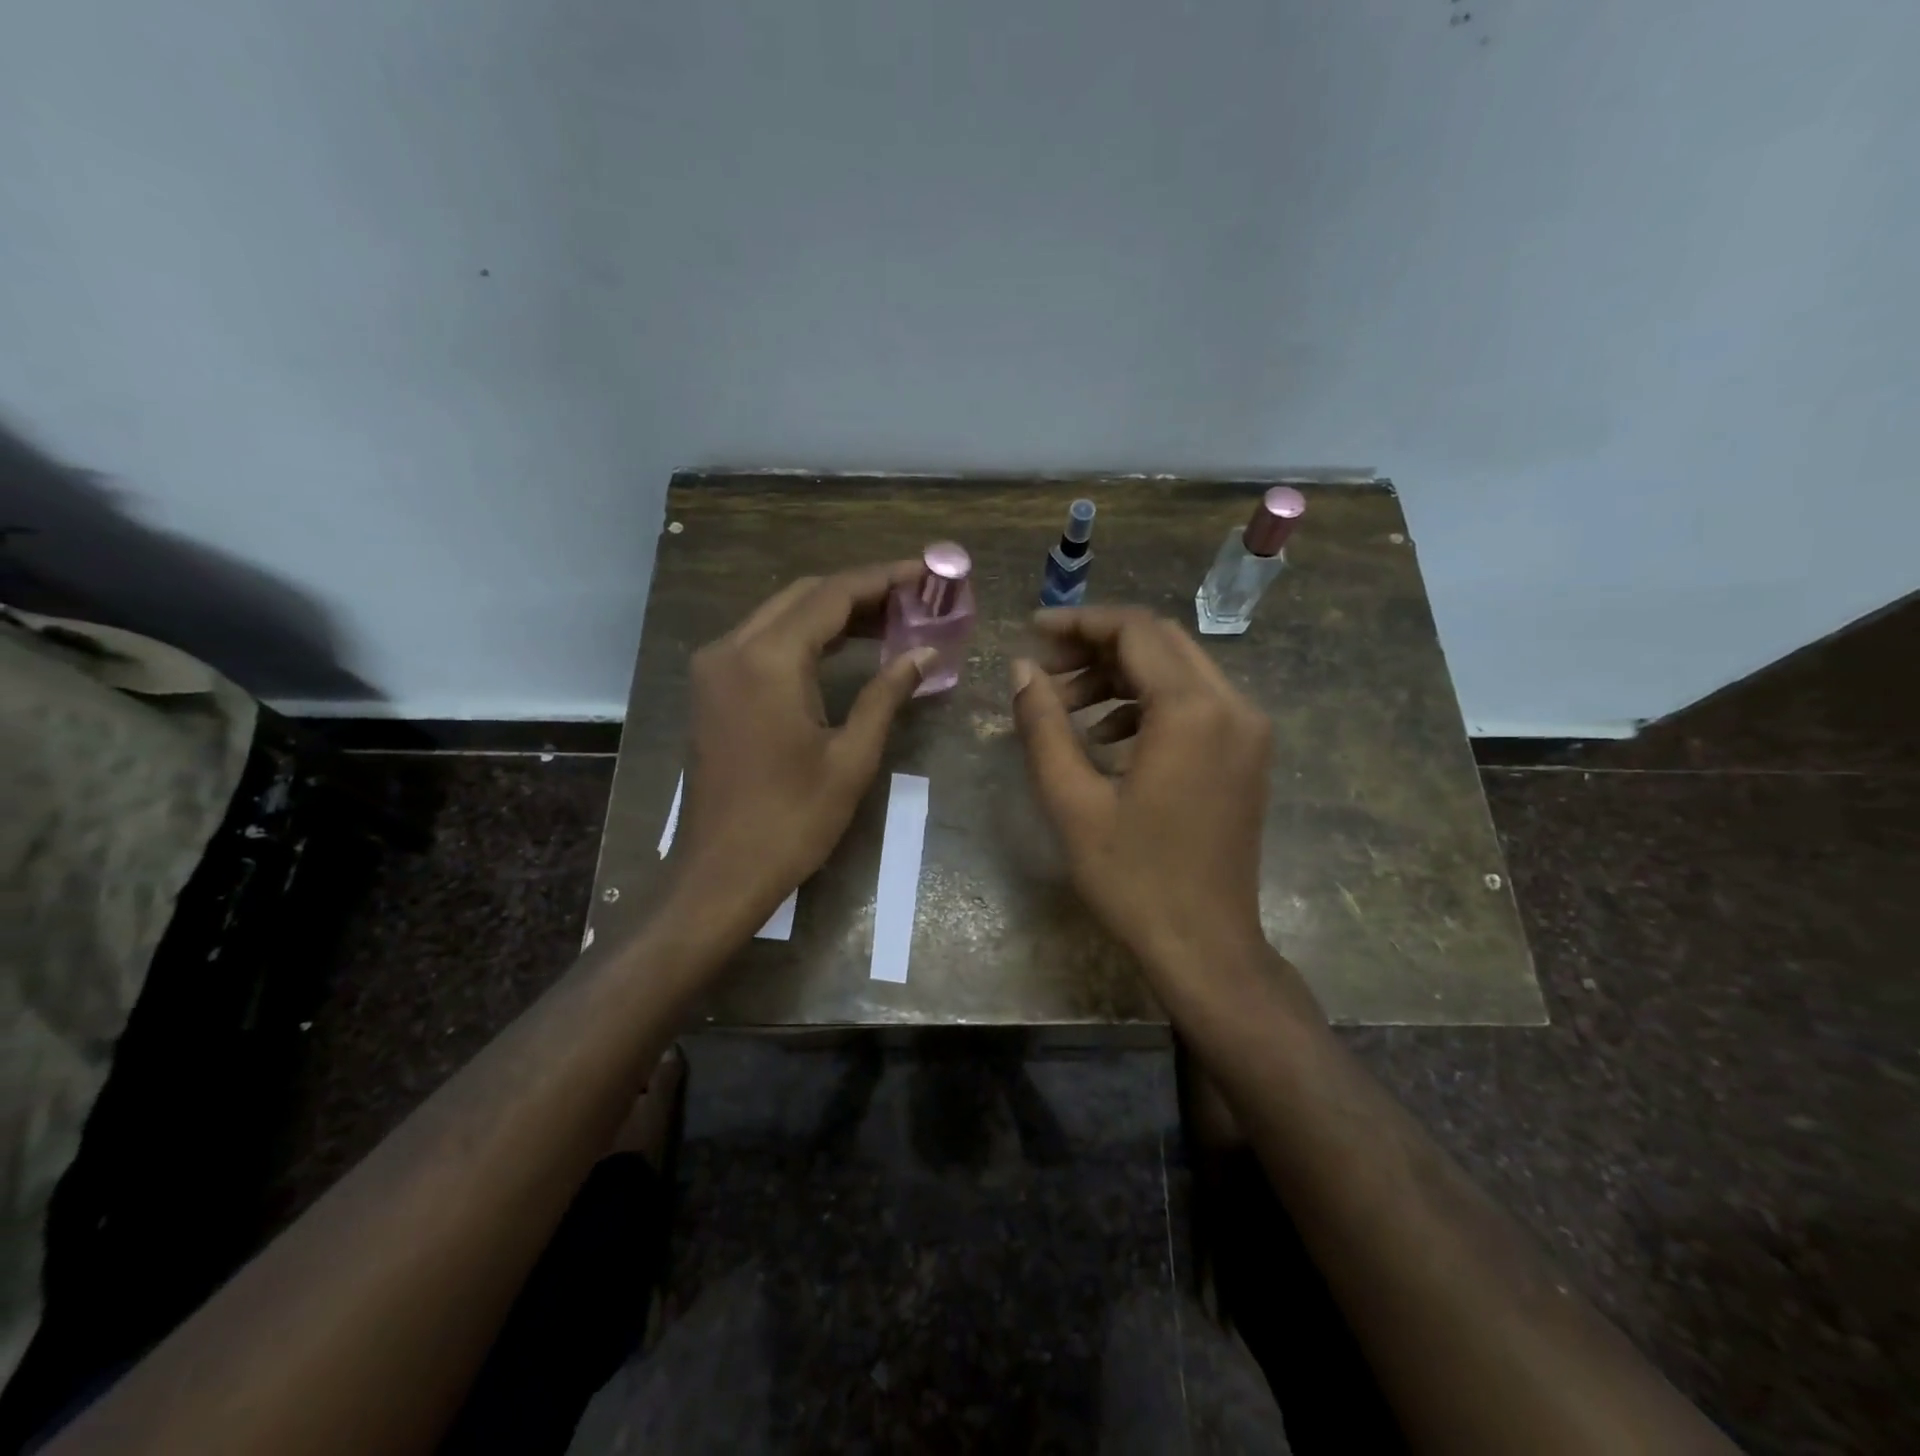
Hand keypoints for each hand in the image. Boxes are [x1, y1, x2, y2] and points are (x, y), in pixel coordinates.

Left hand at [671, 562, 934, 937]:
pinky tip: (845, 648)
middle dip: (861, 591)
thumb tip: (926, 652)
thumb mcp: (851, 757)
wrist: (720, 873)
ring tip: (892, 620)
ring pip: (781, 615)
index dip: (883, 579)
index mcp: (768, 660)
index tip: (926, 573)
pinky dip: (806, 636)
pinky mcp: (712, 689)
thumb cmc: (792, 821)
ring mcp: (714, 668)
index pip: (833, 595)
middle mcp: (732, 648)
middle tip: (915, 599)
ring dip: (833, 612)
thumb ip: (887, 694)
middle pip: (804, 596)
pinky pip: (763, 641)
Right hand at [1010, 606, 1272, 979]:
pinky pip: (1195, 704)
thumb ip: (1043, 724)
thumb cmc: (1134, 878)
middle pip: (1160, 642)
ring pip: (1178, 671)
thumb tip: (1021, 669)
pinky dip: (1148, 704)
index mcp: (1193, 711)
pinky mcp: (1248, 755)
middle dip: (1097, 646)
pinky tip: (1107, 739)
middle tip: (1044, 672)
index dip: (1079, 623)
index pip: (1135, 630)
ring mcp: (1248, 731)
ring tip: (1067, 707)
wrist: (1206, 947)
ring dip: (1120, 676)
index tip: (1031, 632)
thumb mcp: (1072, 800)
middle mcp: (1233, 706)